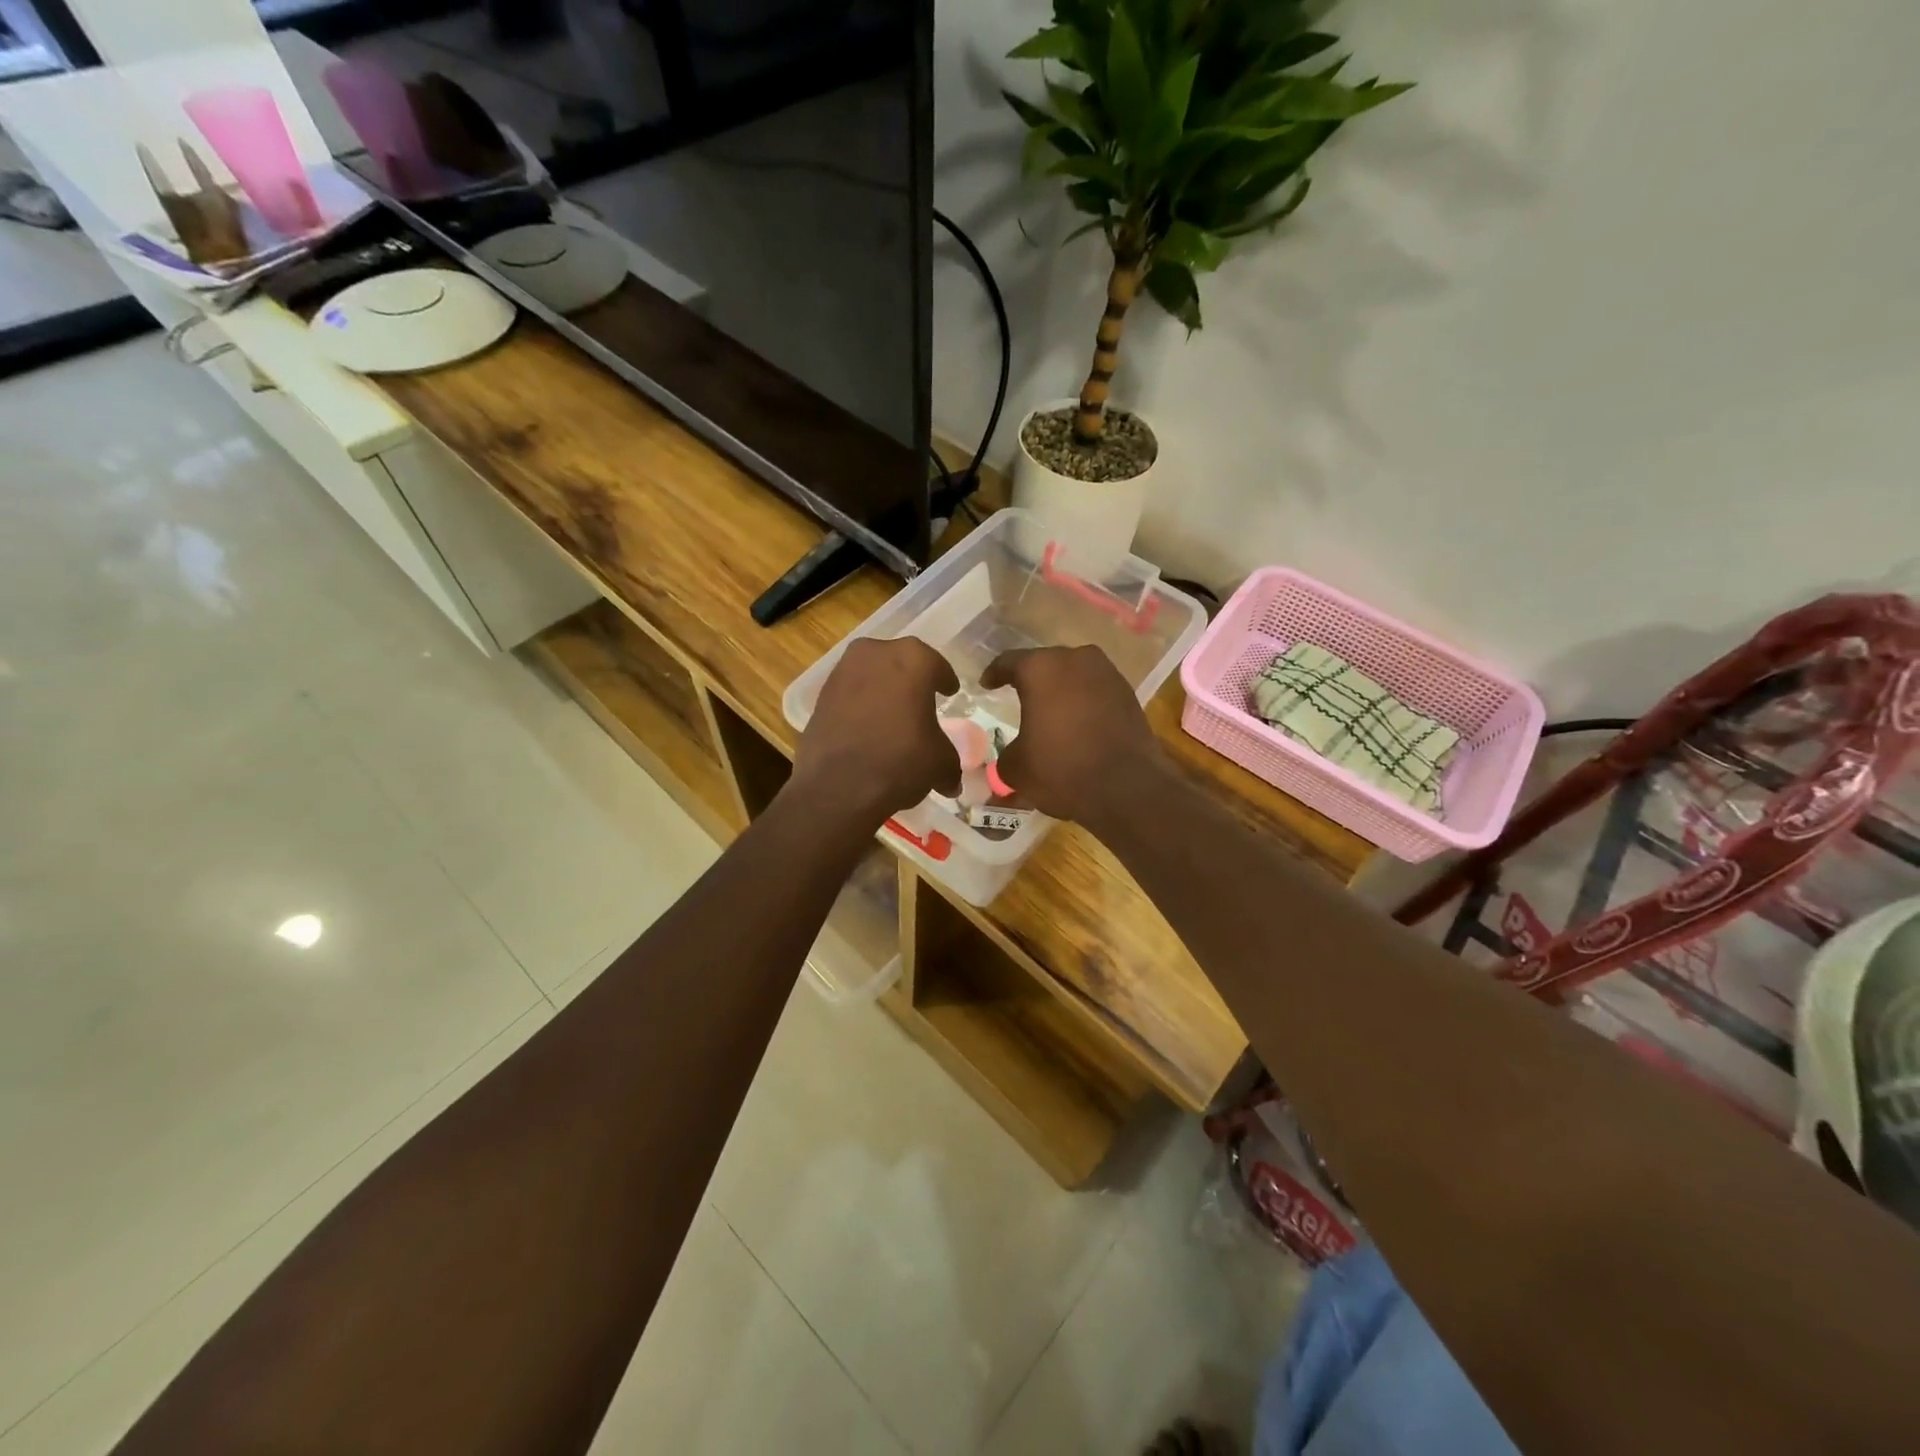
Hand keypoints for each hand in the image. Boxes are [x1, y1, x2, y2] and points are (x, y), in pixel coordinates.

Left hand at [791, 636, 960, 825]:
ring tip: (893, 716)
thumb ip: (949, 763)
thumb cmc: (900, 761)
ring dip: (883, 690)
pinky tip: (868, 727)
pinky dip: (861, 705)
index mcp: (913, 659)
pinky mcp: (821, 695)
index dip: (945, 681)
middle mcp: (876, 653)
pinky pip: (851, 694)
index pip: (936, 666)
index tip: (949, 691)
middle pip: (901, 663)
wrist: (837, 786)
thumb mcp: (939, 763)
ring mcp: (843, 671)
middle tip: (921, 700)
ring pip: (872, 675)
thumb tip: (950, 781)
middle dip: (911, 680)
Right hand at [981, 645, 1166, 827]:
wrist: (1127, 788)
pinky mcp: (1128, 692)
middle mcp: (1075, 659)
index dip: (994, 674)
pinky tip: (1077, 721)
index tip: (987, 684)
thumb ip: (1006, 753)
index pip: (1008, 662)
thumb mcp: (1016, 768)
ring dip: (1061, 688)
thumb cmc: (1062, 769)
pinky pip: (1095, 689)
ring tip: (1050, 708)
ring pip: (1074, 674)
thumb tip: (1012, 754)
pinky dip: (1083, 700)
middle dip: (1031, 678)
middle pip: (1045, 663)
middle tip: (1018, 694)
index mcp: (1040, 669)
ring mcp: (1107, 673)